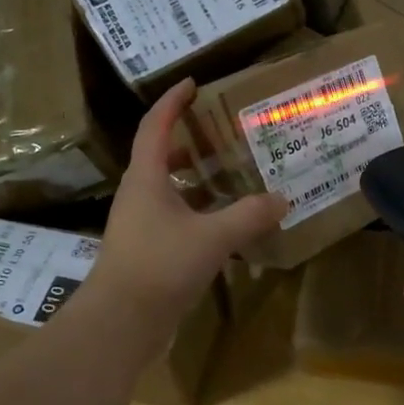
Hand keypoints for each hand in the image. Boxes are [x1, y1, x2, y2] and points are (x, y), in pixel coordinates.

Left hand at [95, 79, 286, 326]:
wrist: (121, 321)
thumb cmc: (160, 266)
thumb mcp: (212, 237)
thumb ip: (249, 216)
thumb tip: (282, 199)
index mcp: (146, 178)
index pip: (155, 126)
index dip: (172, 102)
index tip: (193, 83)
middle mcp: (139, 195)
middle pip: (161, 156)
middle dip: (189, 141)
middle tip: (222, 133)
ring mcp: (141, 225)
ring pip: (170, 189)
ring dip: (196, 179)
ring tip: (230, 175)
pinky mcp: (148, 250)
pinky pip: (176, 218)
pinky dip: (199, 212)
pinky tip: (225, 225)